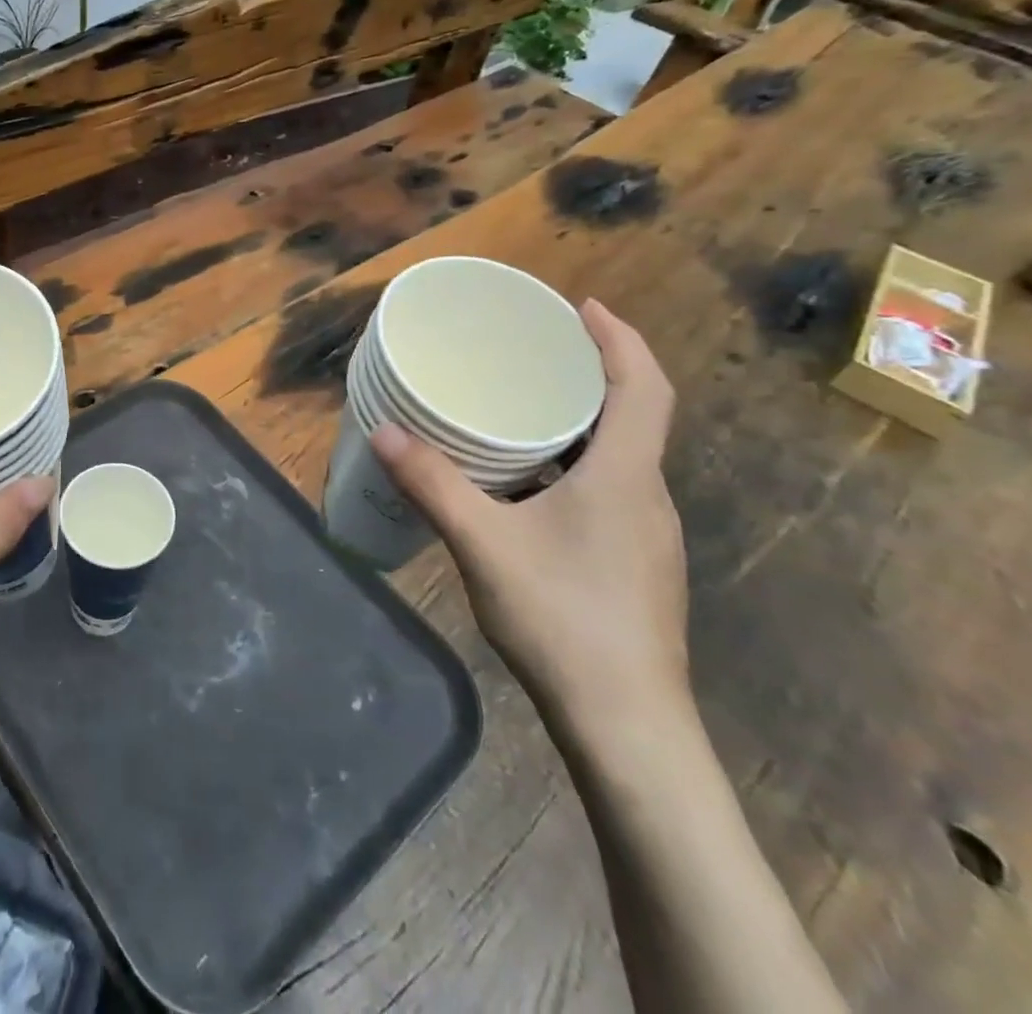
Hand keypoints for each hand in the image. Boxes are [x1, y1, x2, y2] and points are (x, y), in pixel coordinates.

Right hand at [371, 299, 686, 744]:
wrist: (625, 725)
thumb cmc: (562, 619)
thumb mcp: (484, 543)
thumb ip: (433, 484)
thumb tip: (384, 431)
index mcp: (625, 476)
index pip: (644, 386)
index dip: (620, 338)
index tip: (583, 306)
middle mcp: (647, 495)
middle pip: (635, 414)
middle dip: (594, 371)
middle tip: (538, 348)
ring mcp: (646, 533)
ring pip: (621, 455)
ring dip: (583, 419)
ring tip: (525, 405)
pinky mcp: (634, 562)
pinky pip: (610, 488)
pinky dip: (576, 462)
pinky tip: (529, 482)